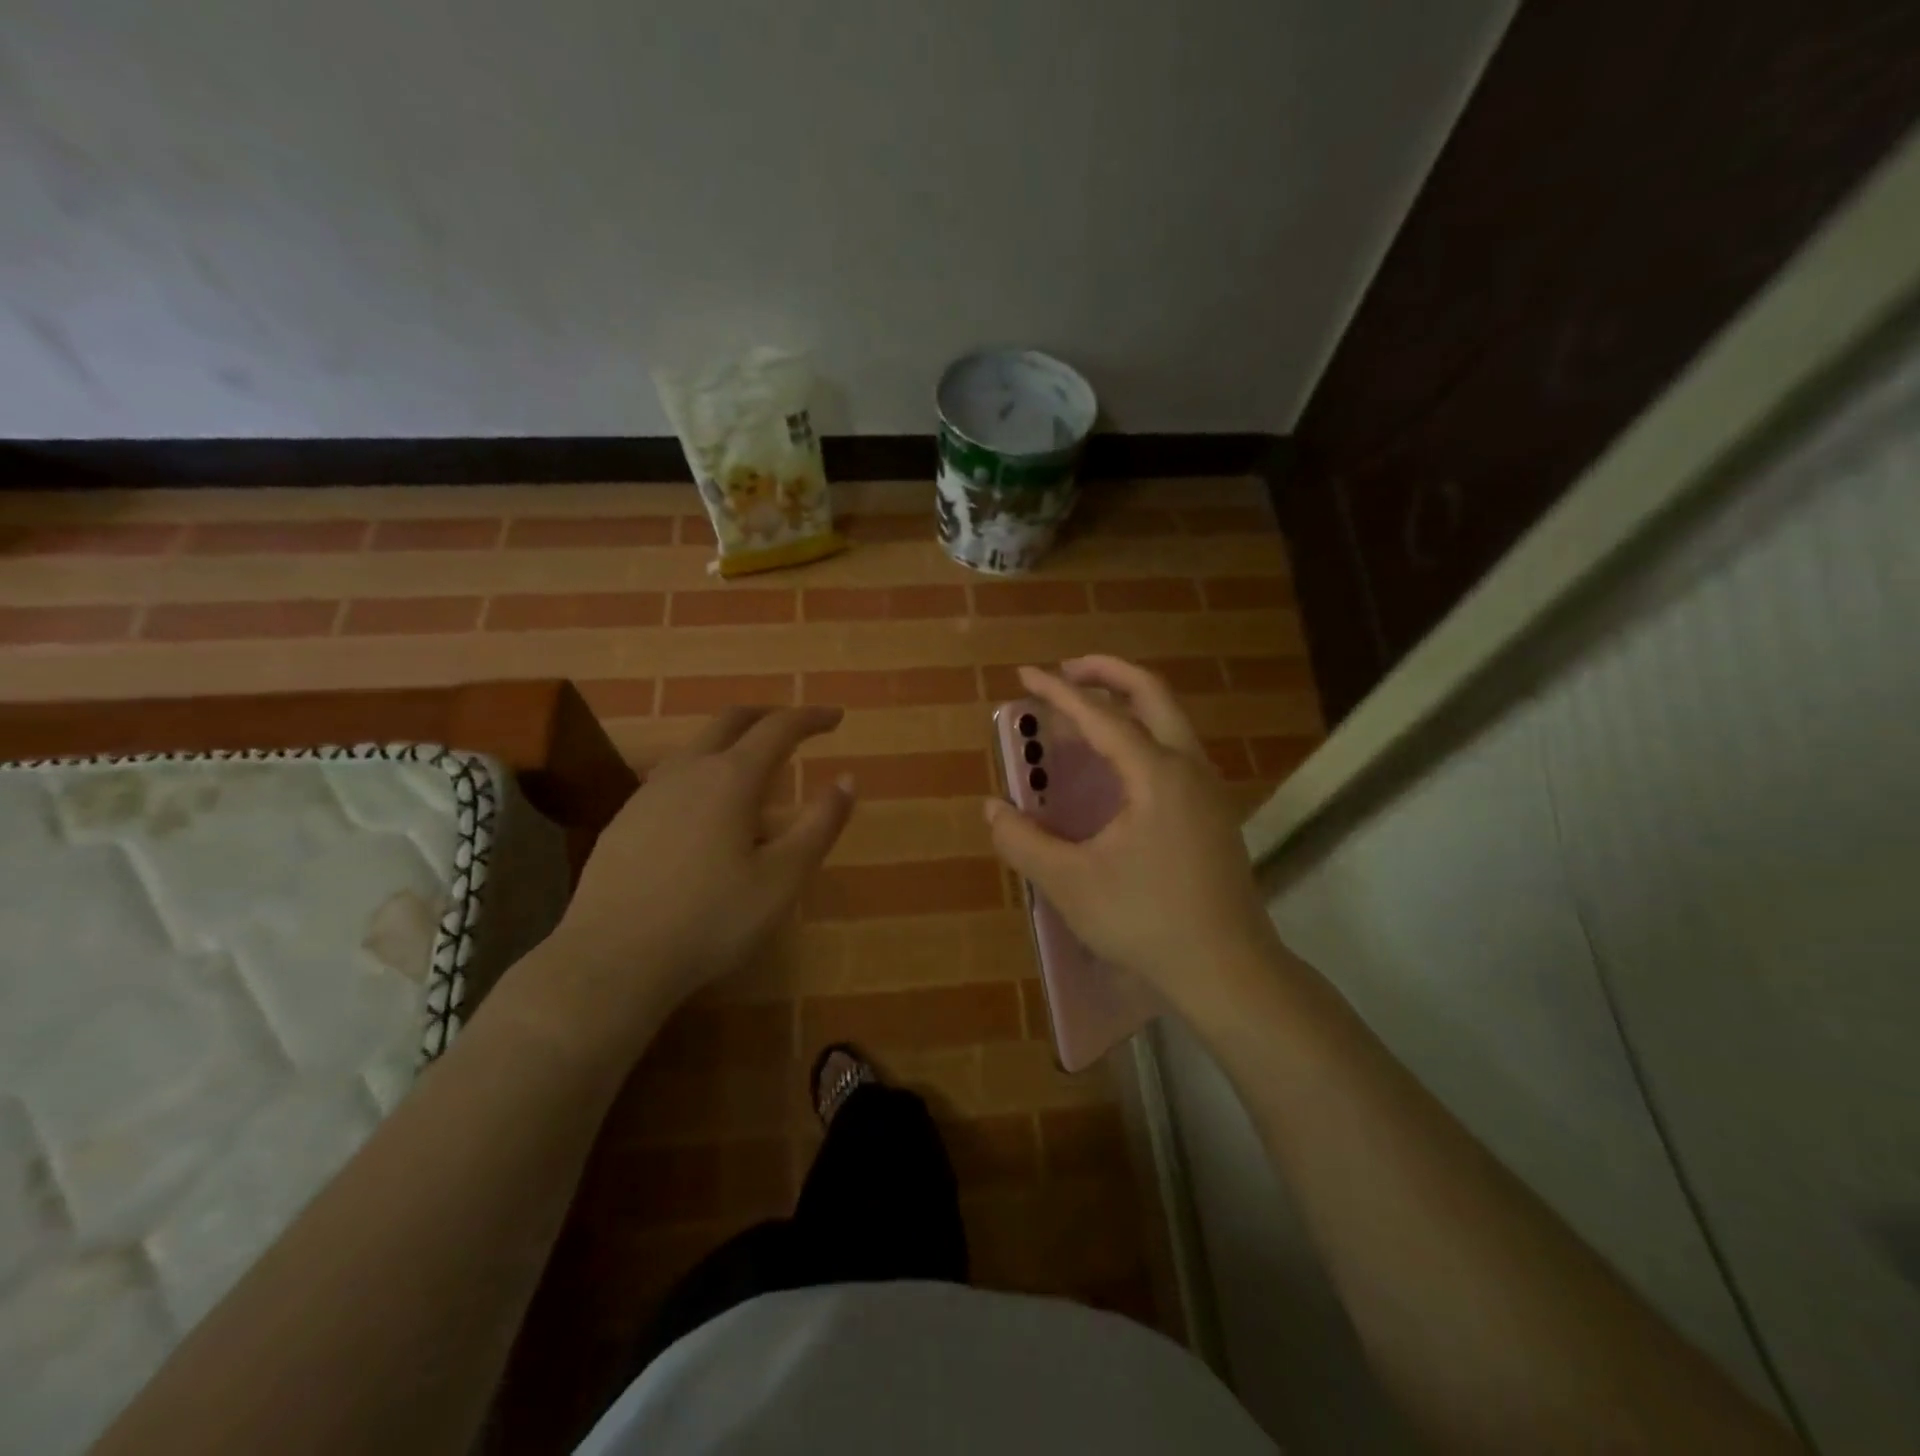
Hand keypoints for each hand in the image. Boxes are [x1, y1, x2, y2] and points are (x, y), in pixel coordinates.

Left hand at [536, 705, 853, 1035]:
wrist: (612, 958)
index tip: (836, 717)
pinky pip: (673, 777)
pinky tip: (706, 811)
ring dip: (732, 742)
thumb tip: (847, 779)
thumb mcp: (784, 878)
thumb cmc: (712, 919)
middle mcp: (688, 771)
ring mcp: (649, 793)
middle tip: (795, 725)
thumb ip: (820, 824)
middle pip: (731, 721)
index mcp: (731, 778)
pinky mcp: (625, 820)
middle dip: (768, 715)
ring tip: (755, 769)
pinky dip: (703, 772)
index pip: (778, 728)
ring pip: (697, 747)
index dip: (811, 718)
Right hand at [983, 658, 1278, 1017]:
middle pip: (1153, 694)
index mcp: (1156, 774)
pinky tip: (1116, 768)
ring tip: (1082, 716)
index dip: (1059, 692)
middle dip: (1108, 673)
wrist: (1227, 970)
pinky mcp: (1214, 813)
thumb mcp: (1070, 883)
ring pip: (1170, 722)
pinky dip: (1142, 736)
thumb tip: (992, 809)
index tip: (1025, 674)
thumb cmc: (1146, 921)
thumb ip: (1024, 841)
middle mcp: (1189, 768)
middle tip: (1067, 671)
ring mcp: (1208, 790)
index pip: (1101, 716)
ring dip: (1127, 704)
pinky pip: (1175, 751)